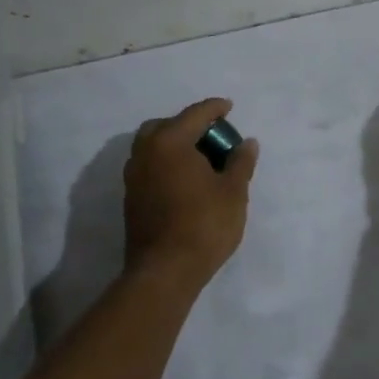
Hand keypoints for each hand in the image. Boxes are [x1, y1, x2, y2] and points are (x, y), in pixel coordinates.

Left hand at [122, 98, 258, 285]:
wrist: (165, 271)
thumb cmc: (204, 225)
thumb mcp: (233, 192)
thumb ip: (241, 162)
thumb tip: (247, 143)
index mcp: (170, 142)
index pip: (195, 114)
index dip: (215, 108)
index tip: (229, 107)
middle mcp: (146, 152)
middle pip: (166, 125)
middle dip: (189, 124)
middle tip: (212, 135)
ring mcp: (134, 175)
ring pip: (153, 145)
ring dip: (174, 144)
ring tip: (199, 158)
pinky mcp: (131, 197)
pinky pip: (149, 166)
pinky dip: (166, 162)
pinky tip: (184, 179)